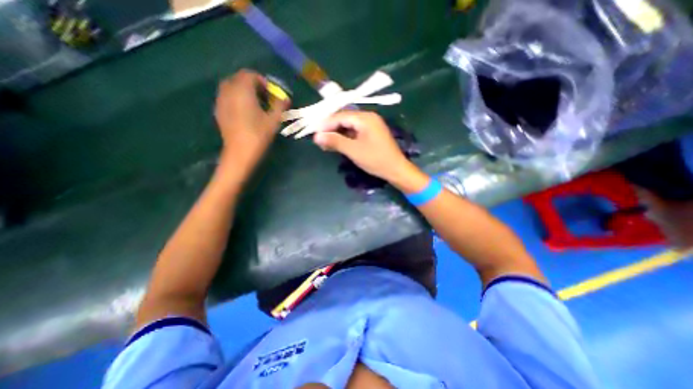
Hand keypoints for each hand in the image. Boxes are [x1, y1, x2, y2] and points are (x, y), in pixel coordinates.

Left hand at [213, 68, 285, 168]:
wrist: (240, 153)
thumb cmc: (259, 135)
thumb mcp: (274, 121)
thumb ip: (280, 106)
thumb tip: (286, 98)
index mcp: (242, 91)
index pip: (250, 74)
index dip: (262, 81)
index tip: (271, 93)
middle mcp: (228, 91)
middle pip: (239, 78)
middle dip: (253, 85)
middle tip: (264, 98)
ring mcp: (221, 101)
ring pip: (231, 87)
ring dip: (244, 91)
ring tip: (255, 105)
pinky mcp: (218, 111)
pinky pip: (227, 97)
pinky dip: (236, 98)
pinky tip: (245, 112)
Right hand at [313, 111, 421, 188]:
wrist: (396, 170)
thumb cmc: (375, 159)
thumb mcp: (353, 150)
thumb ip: (335, 141)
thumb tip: (316, 136)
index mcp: (365, 118)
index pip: (340, 116)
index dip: (326, 124)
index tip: (313, 133)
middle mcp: (368, 118)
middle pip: (344, 119)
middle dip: (331, 129)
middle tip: (318, 139)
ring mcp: (371, 126)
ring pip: (349, 126)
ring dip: (337, 134)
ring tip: (325, 143)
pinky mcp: (372, 134)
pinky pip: (355, 132)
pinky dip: (345, 138)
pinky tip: (338, 144)